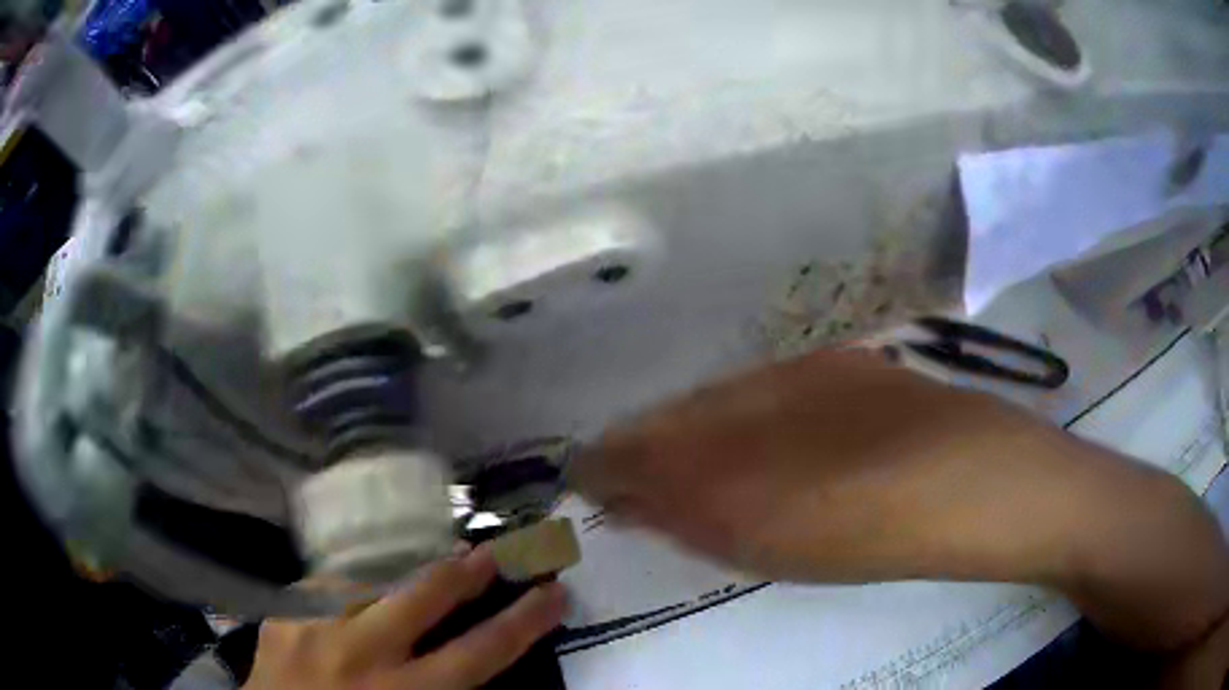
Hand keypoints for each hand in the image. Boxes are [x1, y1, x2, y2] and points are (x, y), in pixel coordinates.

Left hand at [243, 545, 566, 689]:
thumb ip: (439, 689)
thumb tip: (471, 658)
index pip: (480, 653)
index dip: (523, 621)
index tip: (553, 593)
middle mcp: (361, 654)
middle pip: (425, 595)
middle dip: (467, 570)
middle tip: (495, 549)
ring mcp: (314, 626)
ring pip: (369, 578)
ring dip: (401, 572)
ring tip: (417, 567)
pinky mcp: (283, 615)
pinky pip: (326, 586)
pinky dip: (349, 586)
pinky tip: (354, 591)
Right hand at [568, 348, 1228, 650]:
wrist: (990, 485)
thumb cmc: (881, 528)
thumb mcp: (777, 540)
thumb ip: (693, 514)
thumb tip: (628, 494)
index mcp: (753, 423)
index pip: (652, 437)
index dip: (614, 459)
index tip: (589, 479)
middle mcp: (775, 385)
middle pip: (685, 414)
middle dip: (646, 446)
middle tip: (626, 479)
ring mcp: (818, 374)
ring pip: (730, 402)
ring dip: (697, 434)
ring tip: (684, 469)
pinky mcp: (856, 374)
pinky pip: (778, 395)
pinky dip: (751, 423)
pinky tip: (763, 447)